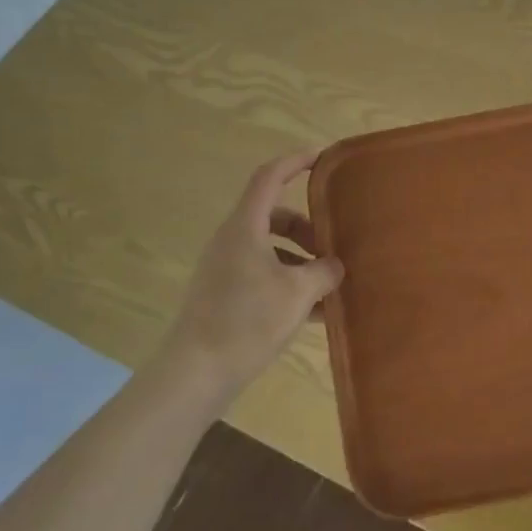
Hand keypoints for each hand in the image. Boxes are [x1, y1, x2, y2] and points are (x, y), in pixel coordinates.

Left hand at [149, 150, 343, 407]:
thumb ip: (324, 271)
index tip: (322, 157)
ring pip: (270, 249)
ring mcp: (225, 268)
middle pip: (273, 215)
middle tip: (333, 243)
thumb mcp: (298, 293)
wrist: (196, 373)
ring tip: (330, 284)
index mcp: (244, 228)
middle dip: (307, 226)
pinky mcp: (224, 294)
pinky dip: (289, 283)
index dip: (296, 161)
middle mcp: (231, 241)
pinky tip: (315, 313)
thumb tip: (335, 264)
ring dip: (301, 259)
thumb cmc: (247, 321)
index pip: (270, 177)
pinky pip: (264, 275)